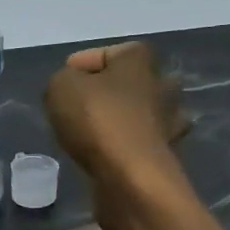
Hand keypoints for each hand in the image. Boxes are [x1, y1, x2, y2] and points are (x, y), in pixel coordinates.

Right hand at [44, 41, 188, 190]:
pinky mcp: (165, 155)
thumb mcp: (60, 87)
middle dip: (106, 93)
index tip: (62, 86)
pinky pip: (138, 143)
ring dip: (118, 121)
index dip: (80, 66)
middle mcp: (162, 85)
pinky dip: (123, 147)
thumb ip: (62, 79)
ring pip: (138, 114)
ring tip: (89, 134)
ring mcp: (168, 121)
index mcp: (140, 60)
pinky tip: (103, 156)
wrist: (130, 176)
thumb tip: (72, 88)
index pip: (107, 53)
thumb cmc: (97, 120)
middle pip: (128, 83)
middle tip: (78, 109)